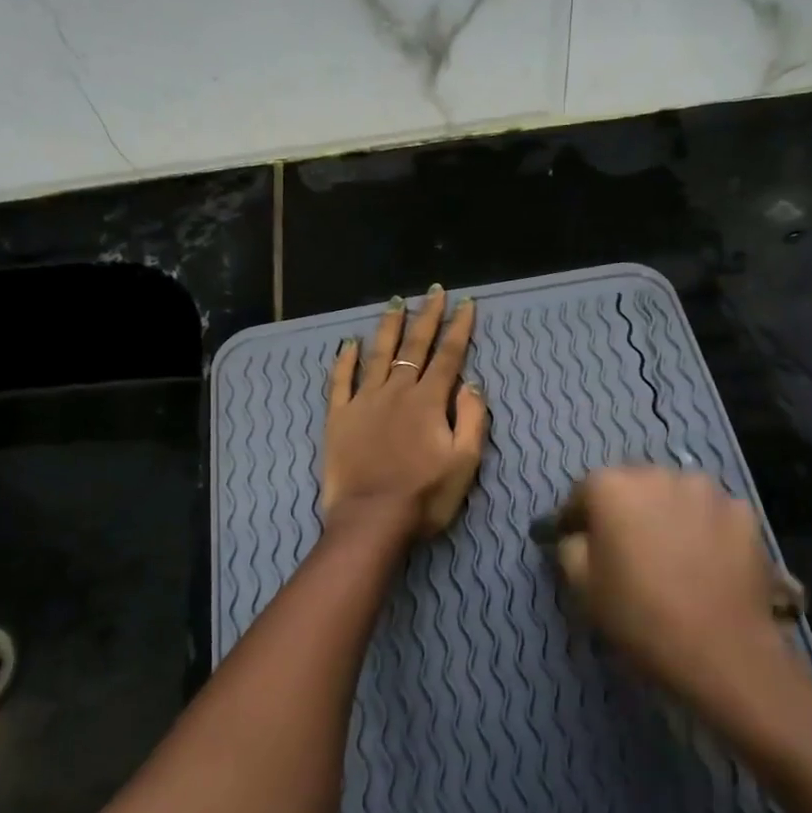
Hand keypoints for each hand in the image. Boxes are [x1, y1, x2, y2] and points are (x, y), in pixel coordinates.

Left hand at [322, 286, 488, 539]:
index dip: (459, 329)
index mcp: (429, 401)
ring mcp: (364, 401)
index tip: (465, 304)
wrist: (371, 520)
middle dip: (427, 317)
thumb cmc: (424, 496)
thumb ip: (472, 419)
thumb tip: (472, 383)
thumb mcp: (464, 463)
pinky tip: (348, 343)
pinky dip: (344, 360)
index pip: (448, 356)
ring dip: (389, 327)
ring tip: (395, 302)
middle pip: (414, 346)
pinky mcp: (339, 417)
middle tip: (434, 292)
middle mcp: (397, 391)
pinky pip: (340, 381)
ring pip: (378, 354)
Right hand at [552, 467, 804, 704]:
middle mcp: (657, 474)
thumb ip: (570, 547)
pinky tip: (705, 560)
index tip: (575, 541)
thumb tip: (578, 536)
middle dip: (623, 509)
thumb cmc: (639, 616)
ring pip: (674, 494)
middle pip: (631, 485)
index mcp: (611, 487)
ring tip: (669, 551)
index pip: (583, 492)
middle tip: (625, 547)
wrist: (723, 652)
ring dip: (666, 513)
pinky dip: (704, 527)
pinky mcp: (744, 512)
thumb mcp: (581, 586)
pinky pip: (711, 513)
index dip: (576, 519)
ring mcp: (706, 490)